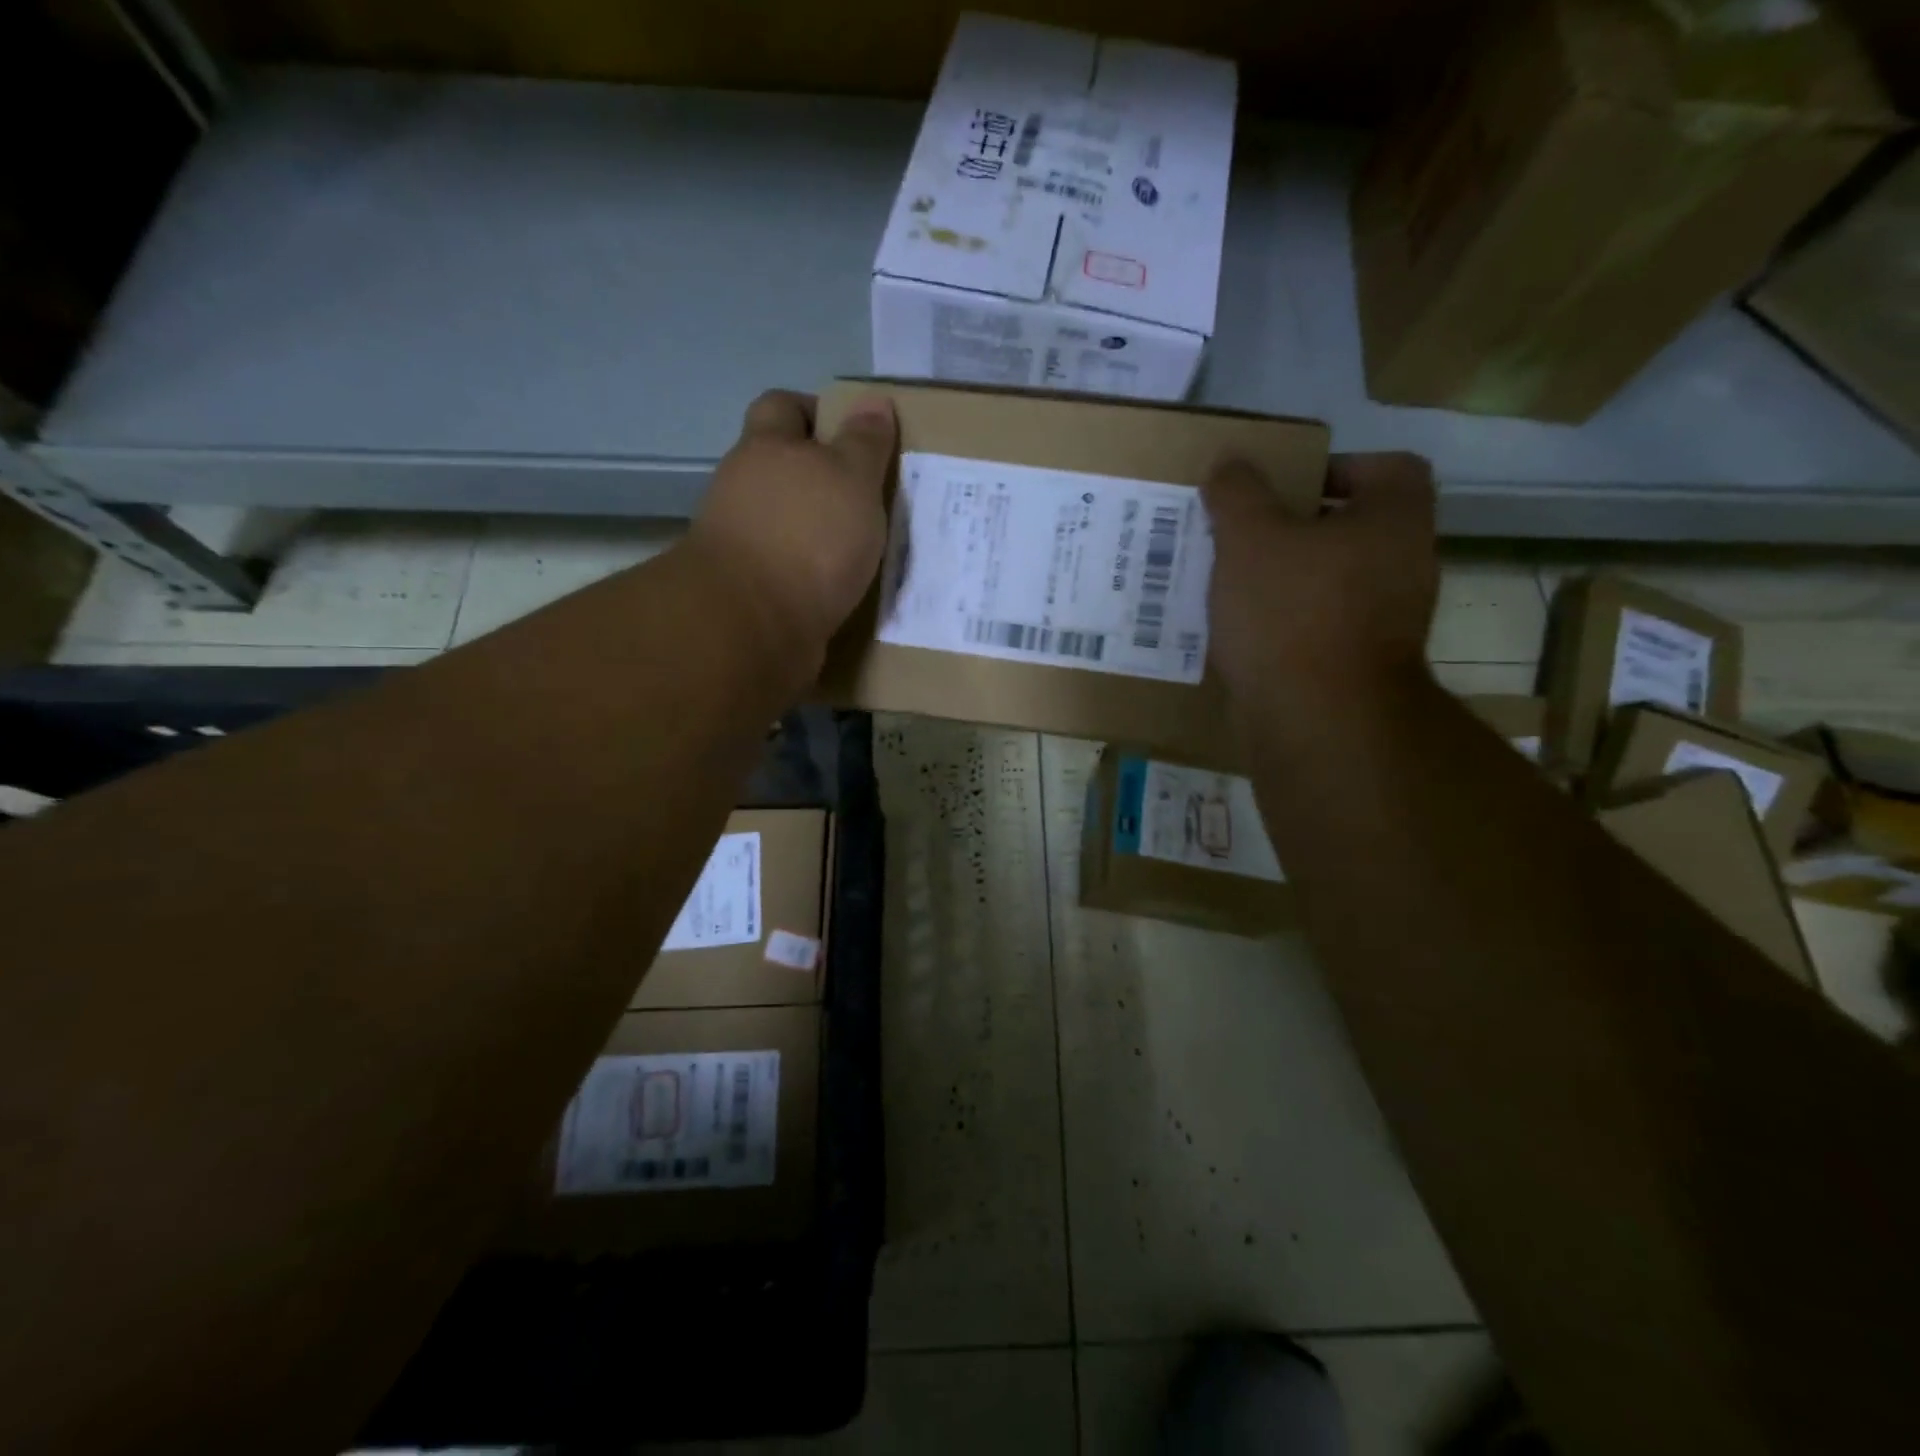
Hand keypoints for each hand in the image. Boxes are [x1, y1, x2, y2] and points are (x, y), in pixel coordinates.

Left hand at [689, 389, 897, 649]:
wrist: (754, 626)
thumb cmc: (808, 537)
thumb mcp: (852, 479)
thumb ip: (865, 443)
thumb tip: (874, 401)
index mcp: (766, 449)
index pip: (783, 407)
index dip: (817, 413)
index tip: (855, 436)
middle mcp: (744, 490)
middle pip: (782, 470)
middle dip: (823, 480)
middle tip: (870, 498)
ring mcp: (742, 543)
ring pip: (787, 524)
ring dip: (820, 533)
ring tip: (866, 549)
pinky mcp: (750, 591)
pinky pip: (788, 572)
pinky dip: (814, 576)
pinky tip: (846, 588)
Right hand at [1203, 452, 1439, 720]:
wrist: (1316, 720)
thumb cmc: (1291, 612)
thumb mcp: (1249, 538)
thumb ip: (1238, 492)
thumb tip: (1230, 462)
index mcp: (1395, 522)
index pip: (1389, 468)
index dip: (1338, 467)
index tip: (1285, 487)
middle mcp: (1404, 567)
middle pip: (1352, 529)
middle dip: (1295, 528)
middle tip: (1243, 534)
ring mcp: (1387, 623)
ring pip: (1331, 581)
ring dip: (1285, 579)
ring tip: (1231, 583)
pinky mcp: (1357, 666)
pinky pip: (1319, 626)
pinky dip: (1286, 623)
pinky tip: (1242, 630)